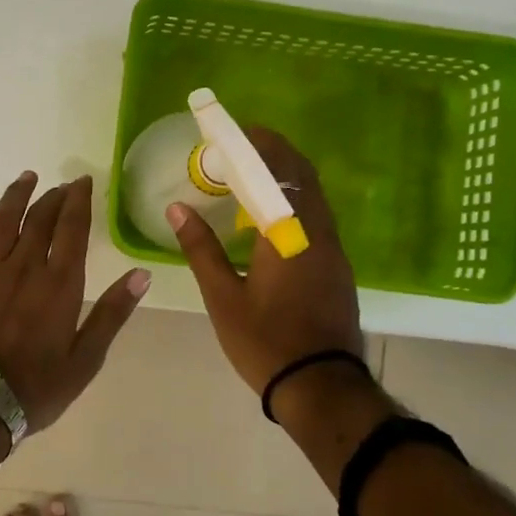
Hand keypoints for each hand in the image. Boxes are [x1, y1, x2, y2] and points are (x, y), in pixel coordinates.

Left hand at [0, 172, 151, 435]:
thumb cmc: (38, 386)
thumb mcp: (86, 358)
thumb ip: (111, 313)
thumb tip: (140, 275)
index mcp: (59, 283)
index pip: (72, 228)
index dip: (78, 201)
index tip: (83, 181)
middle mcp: (24, 268)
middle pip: (39, 219)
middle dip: (53, 196)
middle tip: (63, 184)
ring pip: (3, 222)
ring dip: (16, 197)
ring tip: (27, 178)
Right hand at [167, 128, 365, 402]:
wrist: (320, 386)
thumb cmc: (265, 342)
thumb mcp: (223, 297)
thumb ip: (200, 249)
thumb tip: (177, 209)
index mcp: (289, 235)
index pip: (279, 172)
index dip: (261, 145)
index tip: (241, 129)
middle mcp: (318, 234)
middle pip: (304, 178)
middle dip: (277, 155)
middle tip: (245, 148)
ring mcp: (334, 252)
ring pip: (314, 199)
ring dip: (288, 179)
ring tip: (254, 179)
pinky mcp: (338, 269)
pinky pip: (317, 220)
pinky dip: (296, 204)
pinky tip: (272, 220)